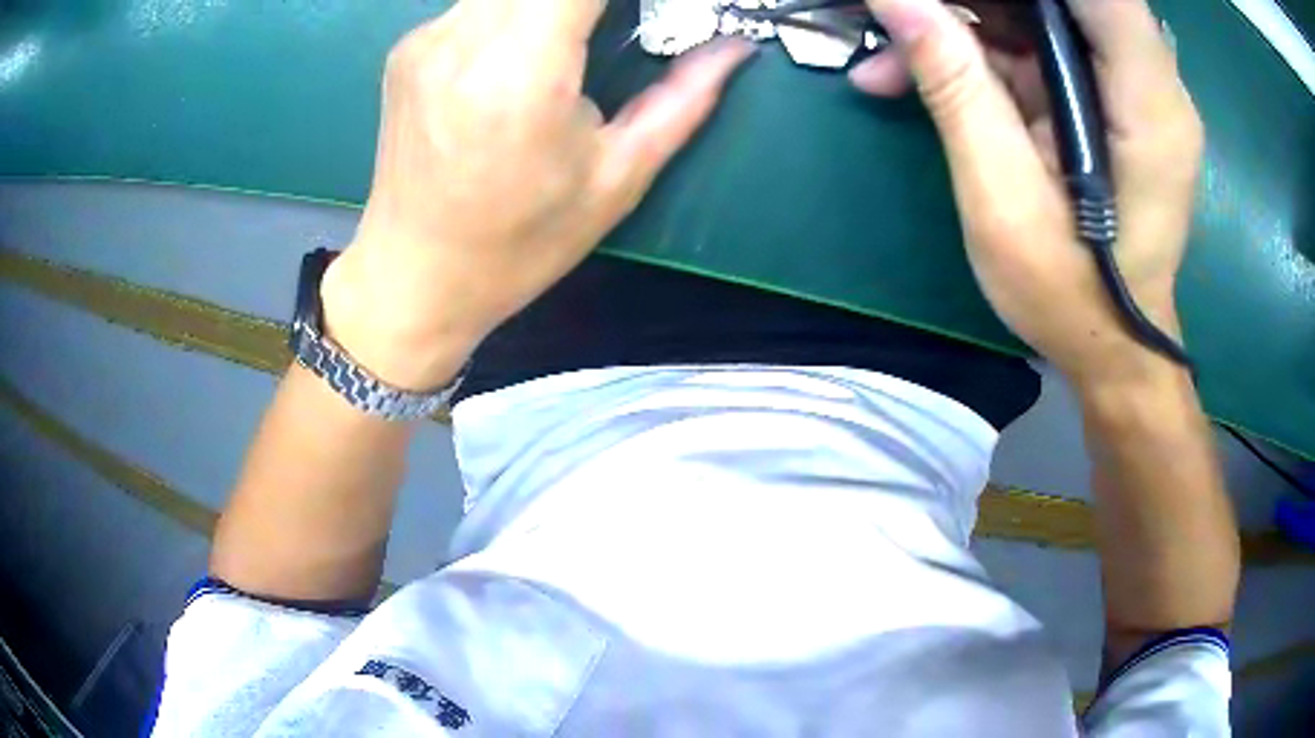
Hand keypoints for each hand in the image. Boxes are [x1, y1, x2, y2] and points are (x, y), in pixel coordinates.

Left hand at [322, 0, 755, 390]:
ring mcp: (427, 38)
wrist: (415, 276)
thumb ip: (683, 100)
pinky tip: (520, 54)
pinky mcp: (407, 48)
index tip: (647, 10)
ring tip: (572, 42)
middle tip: (611, 29)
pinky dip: (514, 11)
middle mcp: (463, 38)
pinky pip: (475, 2)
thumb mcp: (616, 179)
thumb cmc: (520, 243)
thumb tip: (736, 48)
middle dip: (588, 2)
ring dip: (550, 4)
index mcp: (521, 71)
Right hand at [853, 0, 1203, 385]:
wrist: (1114, 348)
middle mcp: (1154, 81)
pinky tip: (926, 76)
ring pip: (1045, 16)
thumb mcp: (1002, 197)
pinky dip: (986, 54)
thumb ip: (956, 86)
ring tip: (891, 63)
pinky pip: (1045, 48)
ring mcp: (1135, 89)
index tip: (954, 2)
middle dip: (976, 3)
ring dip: (967, 25)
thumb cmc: (1070, 296)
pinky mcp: (1112, 102)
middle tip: (902, 21)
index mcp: (1147, 102)